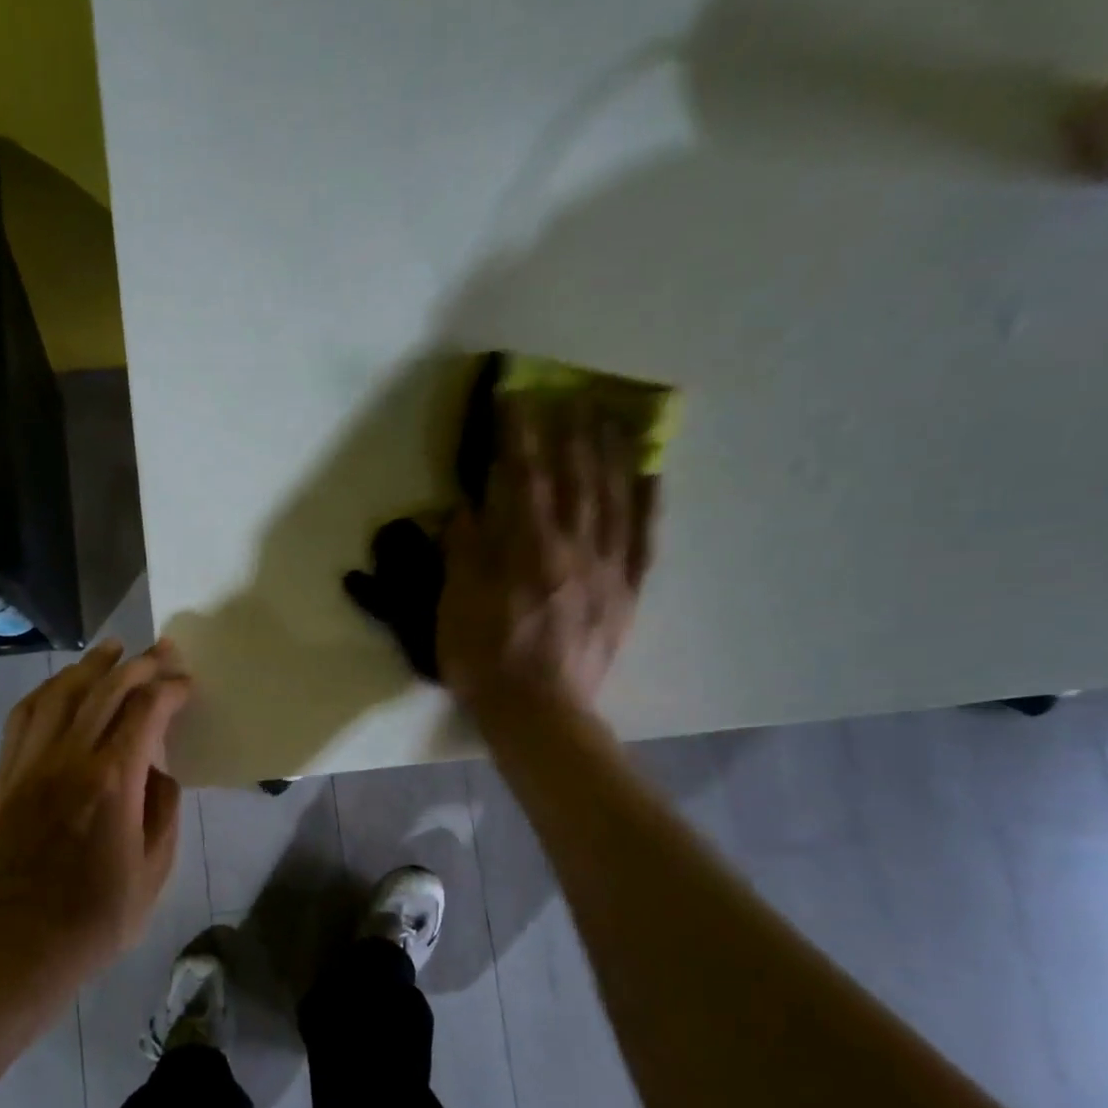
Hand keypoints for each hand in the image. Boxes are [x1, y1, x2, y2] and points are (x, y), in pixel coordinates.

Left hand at [0, 639, 192, 986]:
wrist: (17, 951)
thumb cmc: (95, 920)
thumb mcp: (153, 872)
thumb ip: (163, 812)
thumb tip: (159, 773)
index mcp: (112, 783)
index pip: (145, 712)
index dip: (170, 690)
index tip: (187, 684)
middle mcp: (67, 760)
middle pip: (104, 691)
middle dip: (138, 664)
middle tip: (162, 650)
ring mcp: (28, 766)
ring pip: (59, 694)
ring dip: (89, 666)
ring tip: (112, 649)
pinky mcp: (4, 779)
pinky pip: (23, 718)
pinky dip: (47, 692)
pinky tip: (61, 687)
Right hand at [437, 392, 658, 720]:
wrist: (538, 712)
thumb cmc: (486, 661)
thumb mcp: (456, 608)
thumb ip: (463, 554)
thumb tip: (465, 507)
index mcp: (528, 551)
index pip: (525, 479)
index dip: (520, 435)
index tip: (516, 398)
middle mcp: (573, 549)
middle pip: (577, 479)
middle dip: (572, 433)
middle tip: (573, 395)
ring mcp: (607, 570)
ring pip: (614, 500)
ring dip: (613, 454)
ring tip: (614, 418)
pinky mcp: (626, 594)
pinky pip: (642, 539)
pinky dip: (647, 504)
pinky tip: (651, 475)